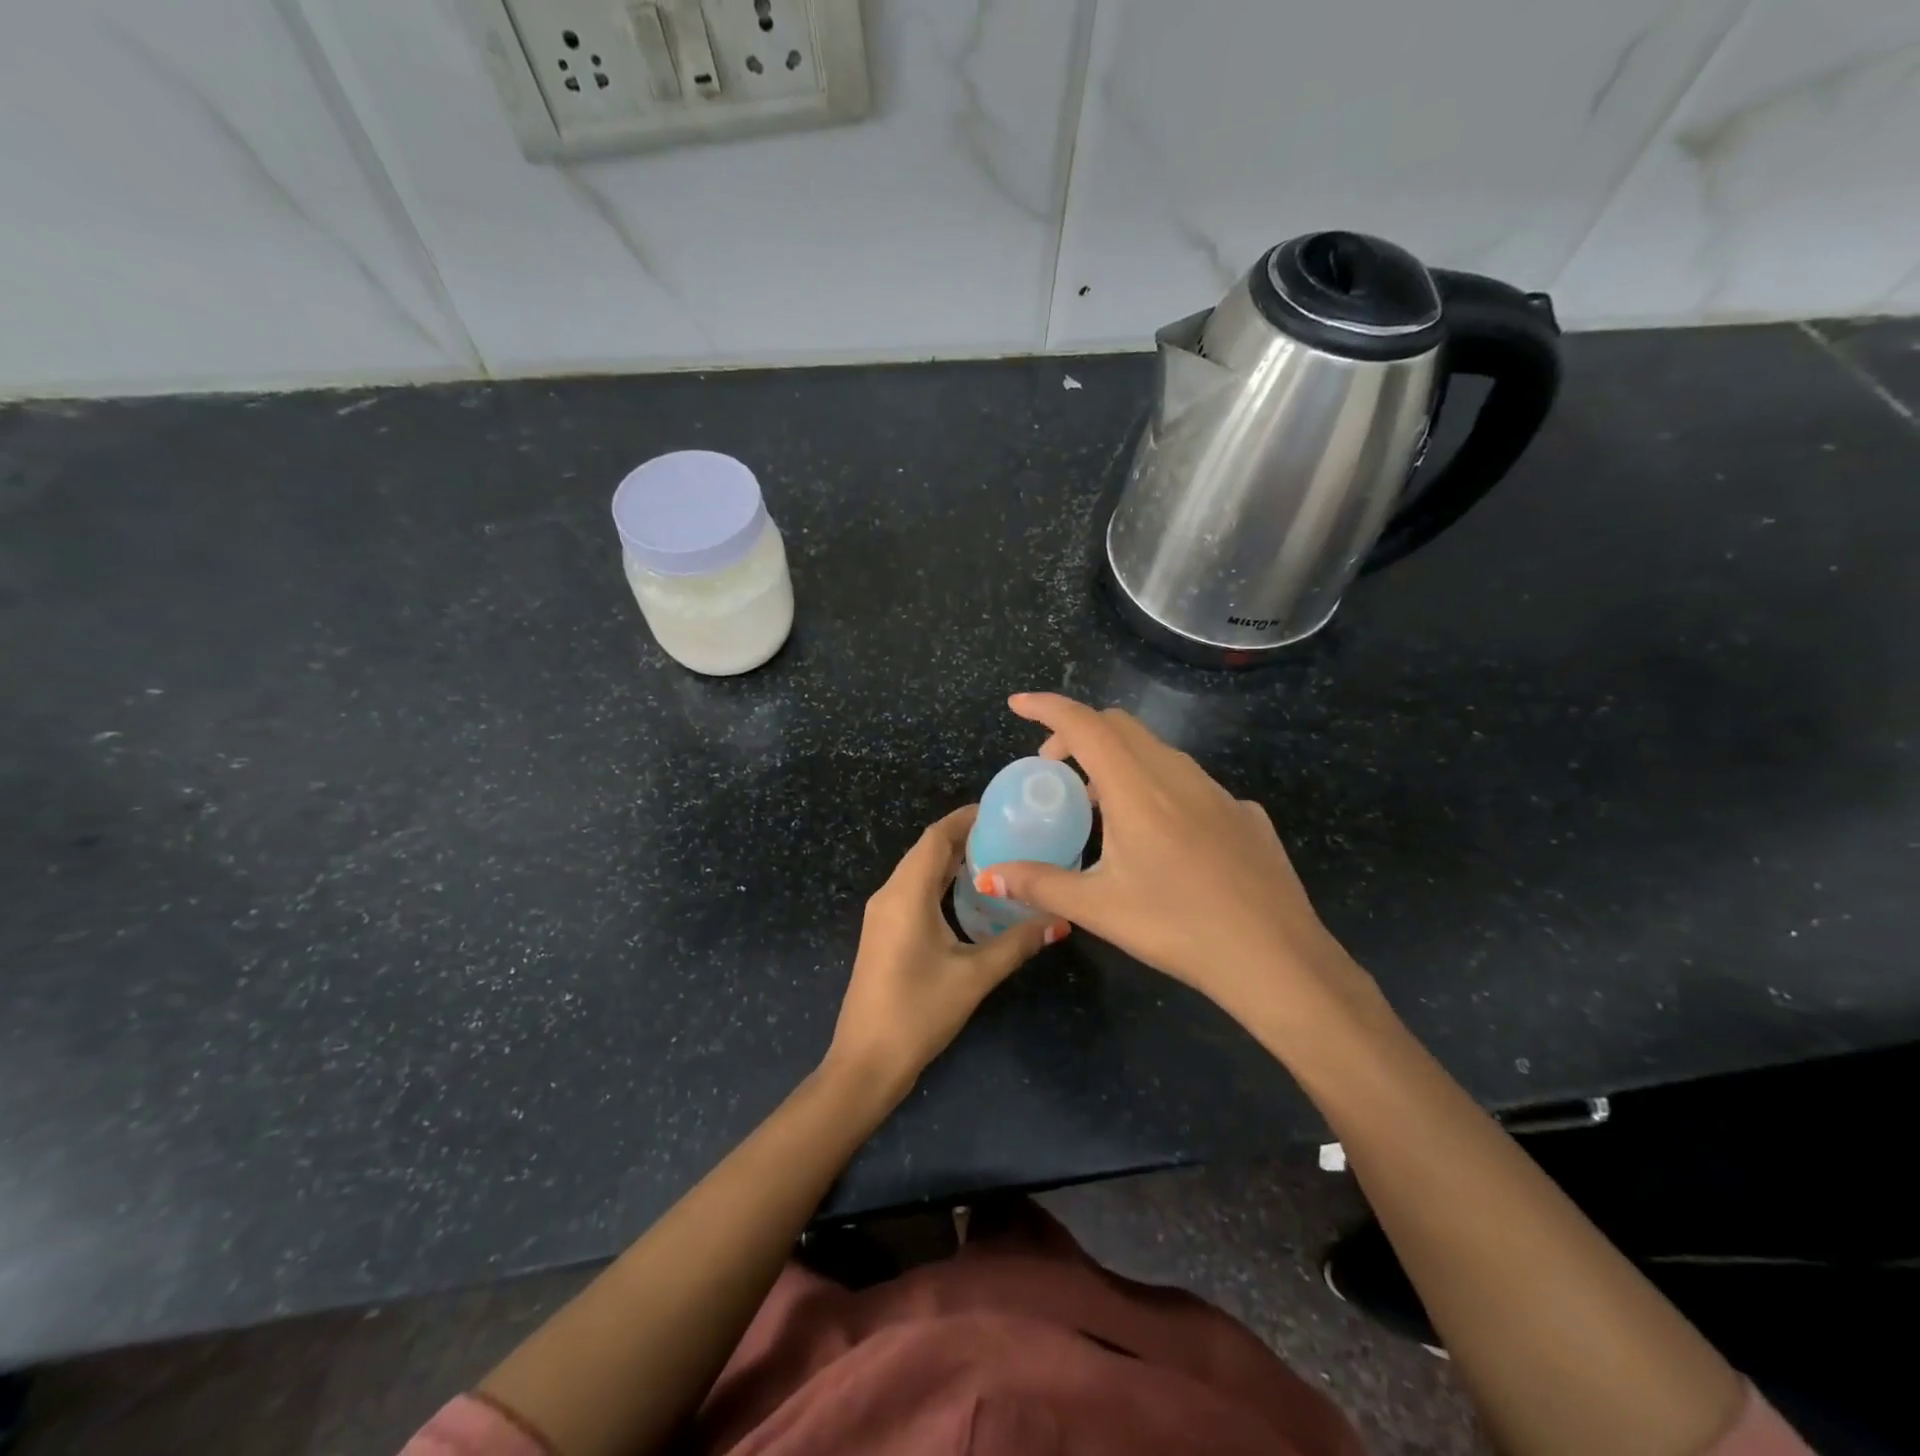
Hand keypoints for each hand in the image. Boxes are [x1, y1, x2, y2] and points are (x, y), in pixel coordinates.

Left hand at [827, 805, 1063, 1100]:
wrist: (866, 1061)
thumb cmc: (918, 1012)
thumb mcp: (974, 976)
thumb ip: (1016, 944)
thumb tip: (1058, 921)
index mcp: (906, 894)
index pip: (935, 838)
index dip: (965, 818)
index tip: (1001, 811)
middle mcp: (889, 895)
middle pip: (926, 850)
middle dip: (964, 837)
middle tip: (1009, 834)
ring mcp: (881, 914)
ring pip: (918, 871)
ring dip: (951, 861)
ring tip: (996, 857)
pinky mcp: (882, 932)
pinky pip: (912, 891)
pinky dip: (939, 882)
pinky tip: (968, 895)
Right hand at [979, 693, 1373, 1029]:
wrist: (1277, 960)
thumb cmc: (1179, 928)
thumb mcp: (1099, 909)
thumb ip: (1040, 884)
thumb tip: (988, 873)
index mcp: (1137, 789)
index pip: (1085, 725)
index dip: (1047, 707)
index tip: (1018, 703)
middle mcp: (1178, 776)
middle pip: (1120, 726)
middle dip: (1078, 733)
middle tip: (1054, 771)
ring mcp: (1219, 792)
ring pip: (1158, 752)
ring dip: (1119, 761)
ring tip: (1101, 807)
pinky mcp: (1245, 814)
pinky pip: (1191, 783)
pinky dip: (1159, 788)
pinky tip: (1162, 839)